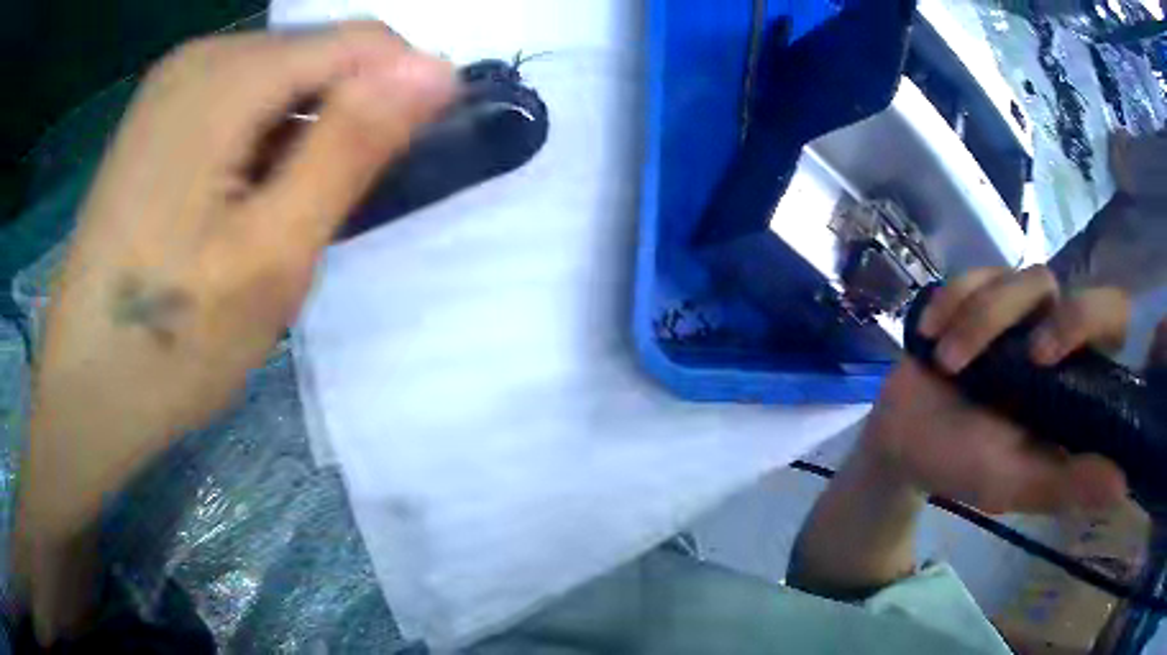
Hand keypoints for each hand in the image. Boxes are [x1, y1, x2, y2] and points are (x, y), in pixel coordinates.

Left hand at [21, 23, 453, 639]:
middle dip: (344, 120)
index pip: (360, 41)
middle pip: (316, 57)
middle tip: (325, 215)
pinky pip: (239, 105)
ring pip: (279, 82)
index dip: (402, 91)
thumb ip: (352, 146)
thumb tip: (435, 70)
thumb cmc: (170, 343)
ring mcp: (169, 89)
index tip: (406, 164)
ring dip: (303, 139)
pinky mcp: (156, 122)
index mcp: (224, 77)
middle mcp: (197, 60)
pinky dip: (263, 145)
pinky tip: (241, 209)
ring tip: (280, 222)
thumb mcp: (273, 254)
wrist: (82, 394)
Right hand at [865, 266, 1130, 513]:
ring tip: (946, 362)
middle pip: (1064, 284)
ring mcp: (1019, 311)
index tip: (1044, 358)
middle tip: (994, 348)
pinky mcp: (982, 294)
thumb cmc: (964, 467)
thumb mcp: (1017, 484)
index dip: (1089, 319)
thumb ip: (1067, 484)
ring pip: (1019, 279)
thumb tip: (1122, 486)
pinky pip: (975, 273)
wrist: (904, 441)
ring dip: (978, 320)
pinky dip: (951, 302)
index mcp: (1075, 378)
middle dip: (1021, 311)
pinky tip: (930, 334)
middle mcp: (1056, 333)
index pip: (1110, 319)